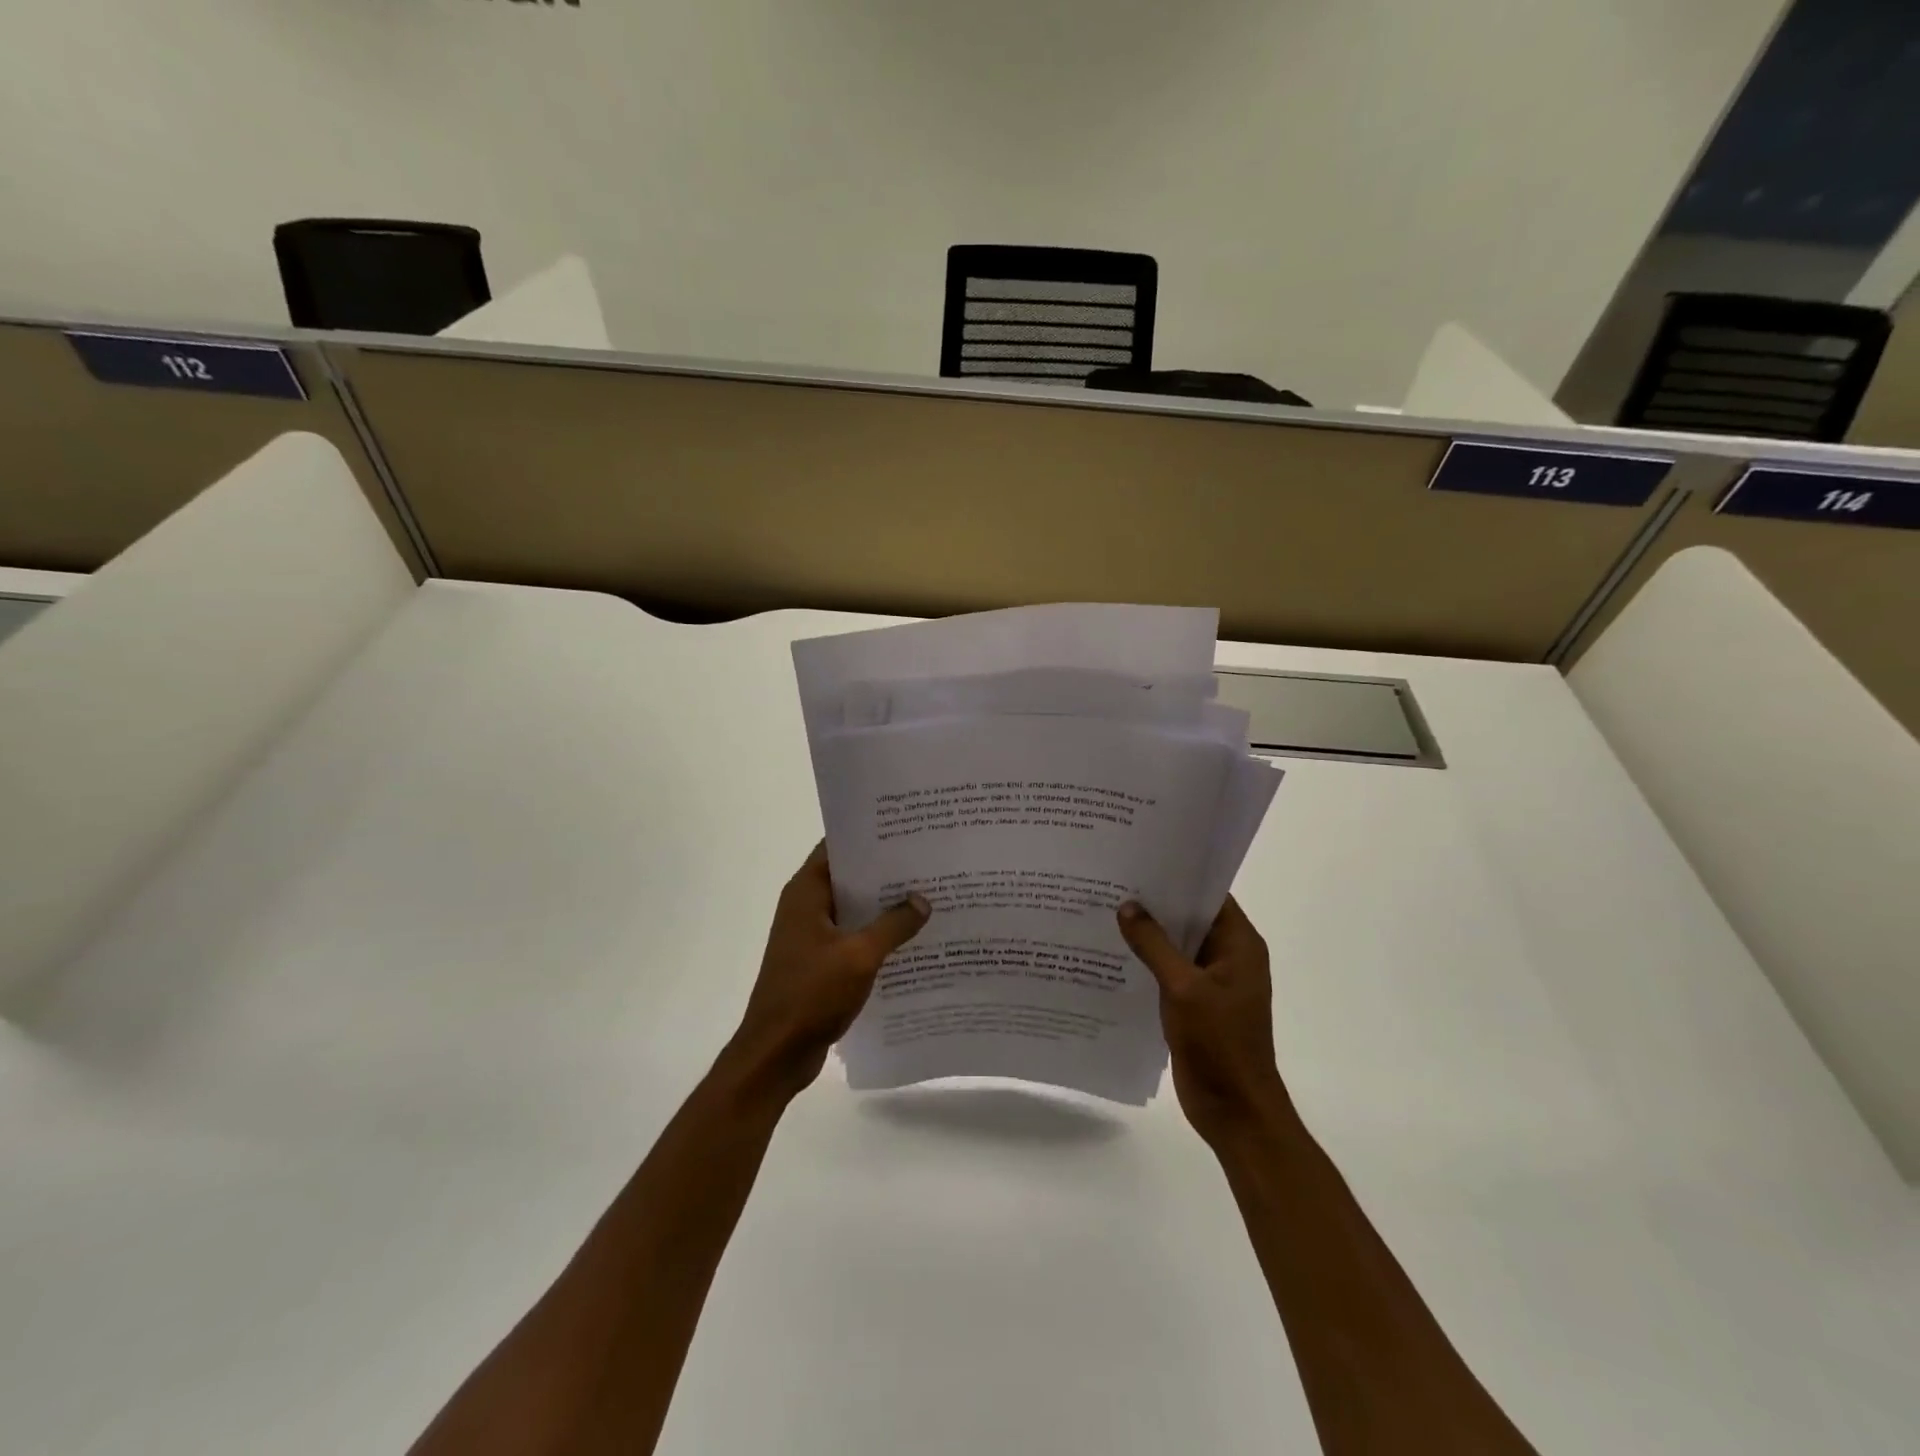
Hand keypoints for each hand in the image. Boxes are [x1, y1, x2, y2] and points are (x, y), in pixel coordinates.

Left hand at [730, 843, 930, 1098]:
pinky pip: (853, 936)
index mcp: (806, 893)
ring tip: (927, 894)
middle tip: (927, 861)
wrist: (776, 1054)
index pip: (836, 847)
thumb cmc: (811, 995)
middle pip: (848, 877)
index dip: (868, 836)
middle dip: (884, 871)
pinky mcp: (820, 962)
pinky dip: (877, 934)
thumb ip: (893, 925)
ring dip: (883, 905)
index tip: (905, 830)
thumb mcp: (859, 956)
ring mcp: (812, 936)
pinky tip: (911, 937)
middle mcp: (806, 907)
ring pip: (853, 909)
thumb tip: (922, 900)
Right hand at [1117, 896, 1291, 1146]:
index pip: (1209, 894)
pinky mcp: (1195, 1004)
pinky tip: (1112, 953)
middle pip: (1190, 918)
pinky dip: (1146, 961)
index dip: (1177, 875)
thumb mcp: (1183, 988)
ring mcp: (1212, 982)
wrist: (1235, 1110)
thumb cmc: (1219, 1043)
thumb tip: (1128, 906)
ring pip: (1176, 945)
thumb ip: (1154, 945)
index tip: (1140, 859)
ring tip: (1104, 909)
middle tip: (1112, 881)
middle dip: (1155, 902)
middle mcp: (1228, 956)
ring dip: (1147, 933)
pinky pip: (1169, 971)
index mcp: (1239, 944)